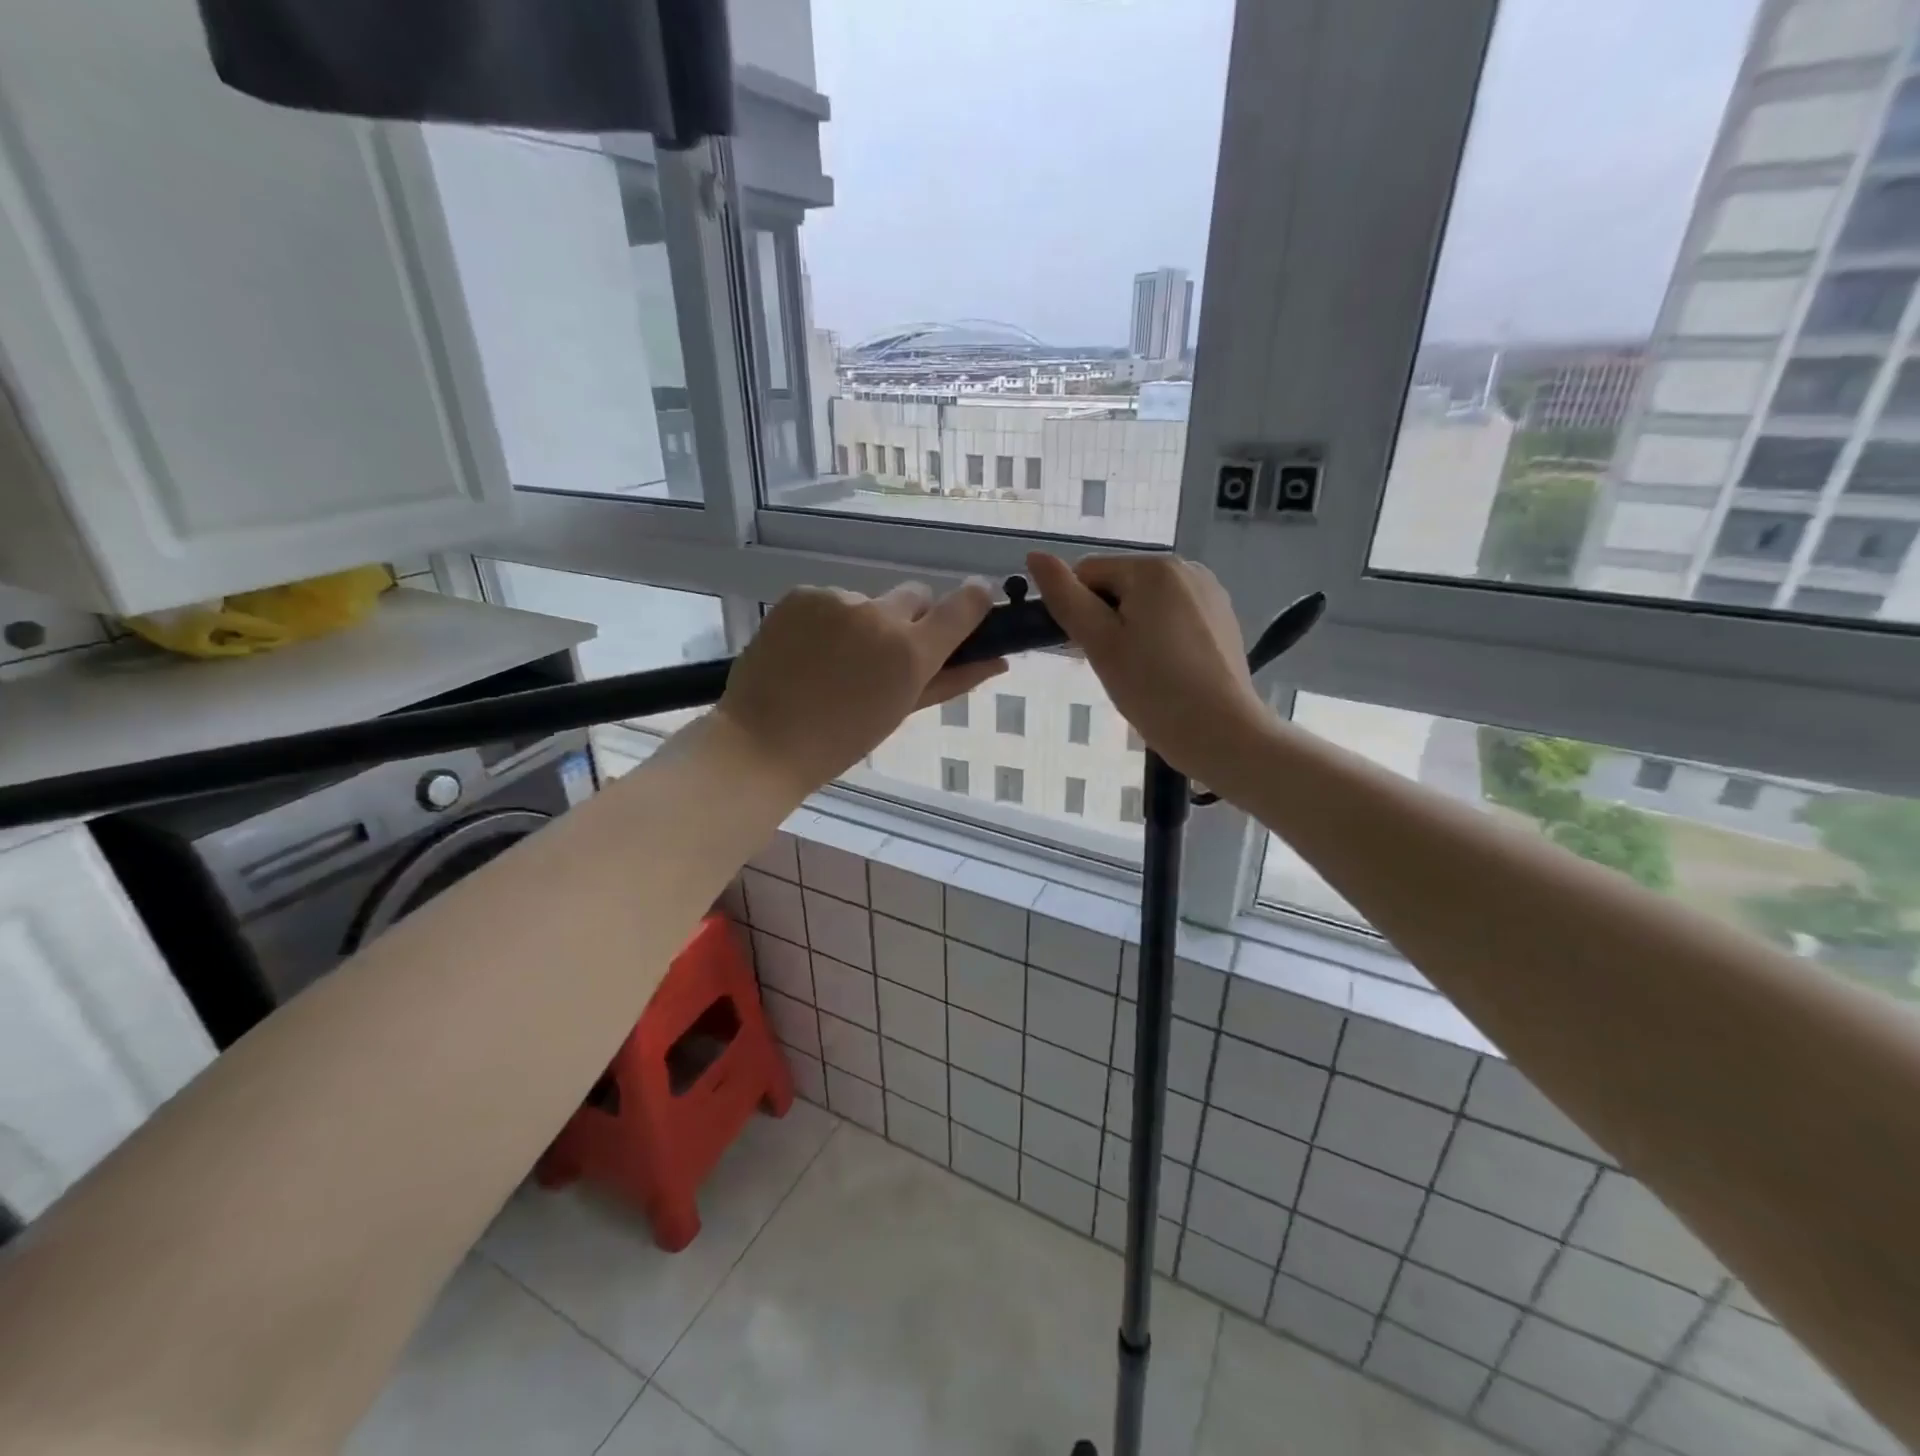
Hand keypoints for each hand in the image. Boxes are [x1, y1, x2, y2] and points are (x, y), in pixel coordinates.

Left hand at [717, 580, 1003, 794]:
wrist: (763, 741)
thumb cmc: (841, 740)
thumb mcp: (901, 711)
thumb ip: (952, 681)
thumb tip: (997, 661)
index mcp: (911, 652)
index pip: (964, 604)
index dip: (975, 600)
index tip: (974, 606)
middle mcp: (880, 615)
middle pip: (916, 596)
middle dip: (910, 620)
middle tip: (884, 657)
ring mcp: (838, 600)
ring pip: (869, 601)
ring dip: (863, 623)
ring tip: (832, 664)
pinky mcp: (803, 594)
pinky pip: (831, 600)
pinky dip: (827, 620)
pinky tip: (807, 653)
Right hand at [1027, 552, 1268, 783]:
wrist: (1222, 733)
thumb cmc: (1153, 688)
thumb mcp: (1099, 643)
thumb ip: (1065, 597)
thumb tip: (1035, 555)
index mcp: (1153, 568)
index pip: (1088, 573)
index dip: (1078, 612)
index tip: (1089, 652)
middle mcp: (1186, 568)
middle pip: (1120, 586)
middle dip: (1107, 621)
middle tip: (1116, 668)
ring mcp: (1209, 593)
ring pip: (1146, 604)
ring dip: (1132, 631)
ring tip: (1143, 674)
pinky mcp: (1222, 619)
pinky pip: (1174, 618)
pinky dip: (1161, 640)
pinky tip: (1168, 673)